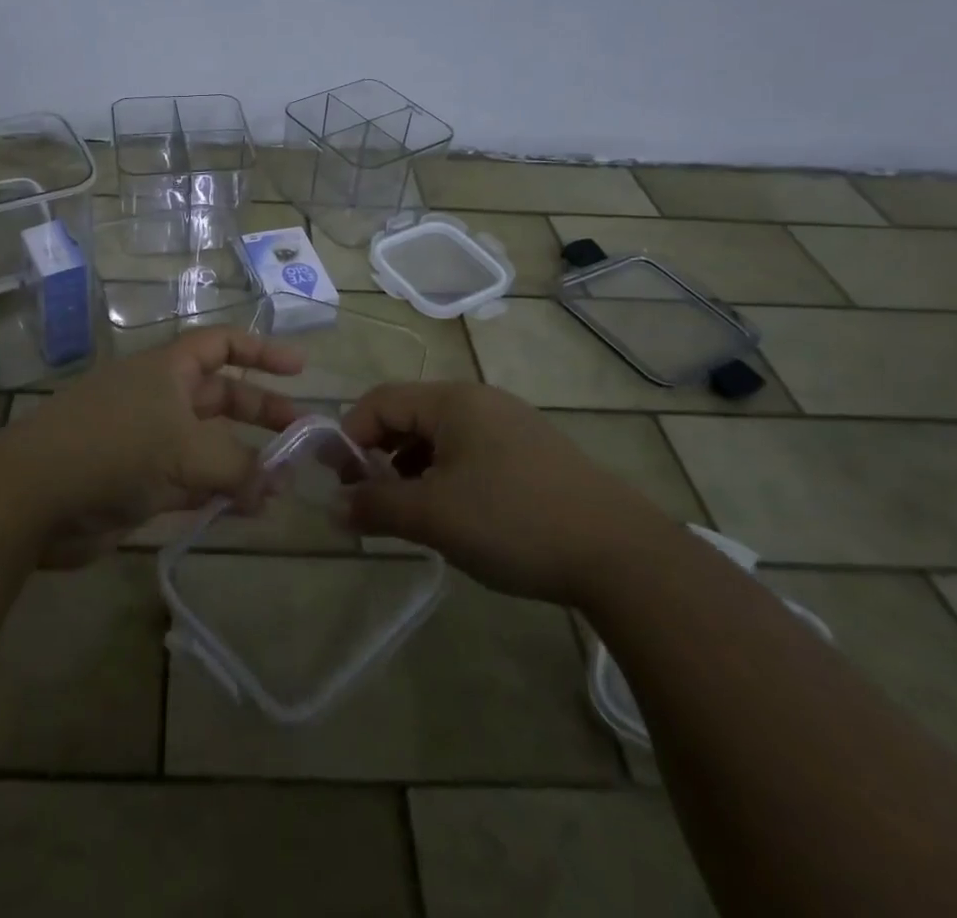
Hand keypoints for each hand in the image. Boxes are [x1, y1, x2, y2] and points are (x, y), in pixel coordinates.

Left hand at [0, 328, 305, 566]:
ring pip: (208, 444)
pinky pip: (191, 481)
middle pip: (221, 396)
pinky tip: (247, 511)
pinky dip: (218, 492)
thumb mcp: (186, 449)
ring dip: (244, 461)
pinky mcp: (138, 483)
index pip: (221, 345)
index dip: (261, 352)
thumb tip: (275, 484)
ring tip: (281, 485)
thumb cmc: (114, 448)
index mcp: (167, 369)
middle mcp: (159, 397)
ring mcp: (147, 440)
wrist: (34, 497)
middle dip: (262, 413)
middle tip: (302, 437)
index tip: (300, 369)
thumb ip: (238, 466)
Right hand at [341, 382, 677, 603]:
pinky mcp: (533, 454)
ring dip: (411, 468)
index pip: (380, 401)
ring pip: (440, 437)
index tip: (337, 480)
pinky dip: (445, 476)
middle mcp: (480, 401)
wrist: (623, 555)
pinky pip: (470, 453)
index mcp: (453, 400)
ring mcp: (511, 425)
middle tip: (367, 498)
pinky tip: (452, 514)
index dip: (350, 435)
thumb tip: (334, 508)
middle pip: (409, 415)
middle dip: (379, 454)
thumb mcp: (434, 516)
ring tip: (406, 511)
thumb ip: (377, 505)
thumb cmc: (514, 521)